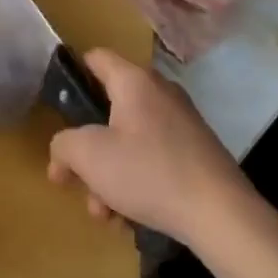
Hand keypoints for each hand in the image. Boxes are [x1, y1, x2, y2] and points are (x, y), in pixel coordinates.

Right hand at [47, 49, 258, 252]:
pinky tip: (128, 218)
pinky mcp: (194, 154)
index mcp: (135, 82)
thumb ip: (63, 145)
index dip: (72, 75)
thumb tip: (64, 152)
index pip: (96, 58)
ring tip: (104, 213)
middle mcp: (160, 94)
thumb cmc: (148, 172)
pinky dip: (135, 184)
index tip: (57, 106)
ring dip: (107, 176)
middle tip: (73, 179)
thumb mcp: (88, 156)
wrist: (221, 215)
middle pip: (108, 111)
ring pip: (128, 143)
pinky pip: (151, 160)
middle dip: (87, 150)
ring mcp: (181, 125)